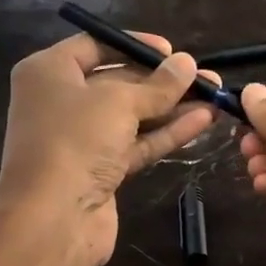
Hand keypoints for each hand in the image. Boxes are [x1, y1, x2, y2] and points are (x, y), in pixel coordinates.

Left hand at [0, 32, 216, 265]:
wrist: (53, 219)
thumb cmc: (75, 141)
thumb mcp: (119, 102)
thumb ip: (158, 85)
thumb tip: (188, 64)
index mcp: (49, 73)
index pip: (95, 46)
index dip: (135, 45)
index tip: (172, 52)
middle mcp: (61, 102)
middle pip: (118, 82)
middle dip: (162, 81)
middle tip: (204, 77)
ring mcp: (81, 140)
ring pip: (132, 117)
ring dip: (172, 107)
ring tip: (215, 97)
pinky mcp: (100, 171)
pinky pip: (137, 144)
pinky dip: (167, 133)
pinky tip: (203, 121)